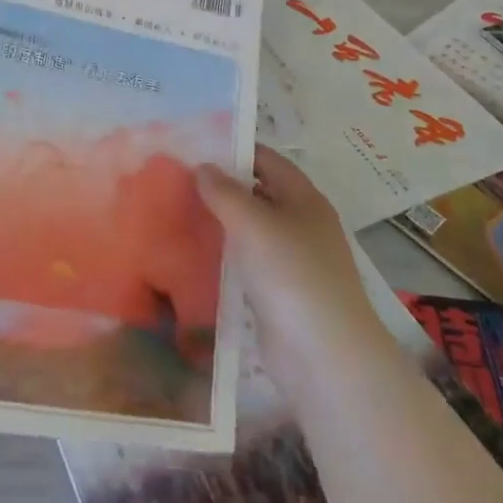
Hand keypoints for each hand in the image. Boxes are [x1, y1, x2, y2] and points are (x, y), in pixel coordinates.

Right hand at [196, 146, 386, 394]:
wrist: (324, 355)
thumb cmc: (291, 273)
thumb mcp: (252, 222)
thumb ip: (224, 191)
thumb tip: (202, 167)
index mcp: (304, 199)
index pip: (267, 160)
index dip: (234, 150)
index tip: (195, 147)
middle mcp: (302, 224)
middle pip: (259, 193)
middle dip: (222, 186)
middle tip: (178, 180)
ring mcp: (293, 260)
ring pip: (251, 229)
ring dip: (221, 222)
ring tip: (178, 212)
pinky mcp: (280, 292)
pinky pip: (248, 262)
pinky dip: (225, 254)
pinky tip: (195, 254)